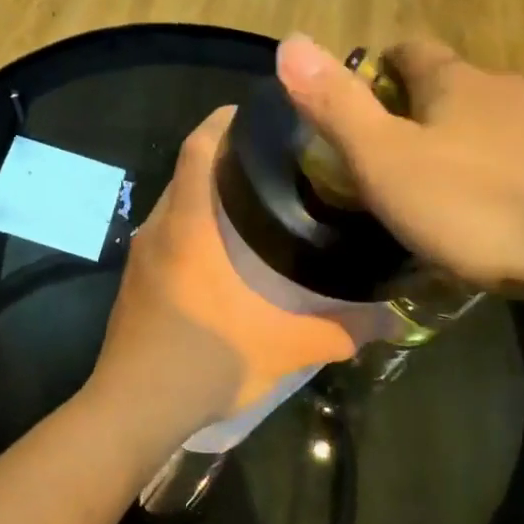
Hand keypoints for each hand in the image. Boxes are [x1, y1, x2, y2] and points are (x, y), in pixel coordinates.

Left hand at [86, 107, 373, 451]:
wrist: (132, 411)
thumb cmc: (205, 363)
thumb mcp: (282, 348)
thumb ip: (339, 330)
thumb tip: (390, 321)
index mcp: (187, 228)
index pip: (196, 150)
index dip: (221, 122)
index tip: (254, 113)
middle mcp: (157, 231)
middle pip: (186, 173)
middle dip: (223, 160)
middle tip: (273, 163)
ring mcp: (139, 259)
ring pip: (174, 207)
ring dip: (206, 197)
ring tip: (253, 205)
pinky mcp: (133, 285)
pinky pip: (165, 238)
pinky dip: (191, 230)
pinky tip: (221, 257)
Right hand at [276, 35, 523, 306]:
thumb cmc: (483, 205)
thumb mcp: (388, 163)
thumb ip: (337, 107)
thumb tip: (288, 39)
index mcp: (455, 85)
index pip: (412, 53)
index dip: (384, 67)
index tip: (368, 97)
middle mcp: (510, 89)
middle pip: (461, 86)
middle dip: (430, 110)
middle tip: (405, 159)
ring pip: (505, 122)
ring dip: (477, 143)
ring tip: (457, 193)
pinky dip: (520, 173)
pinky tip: (516, 214)